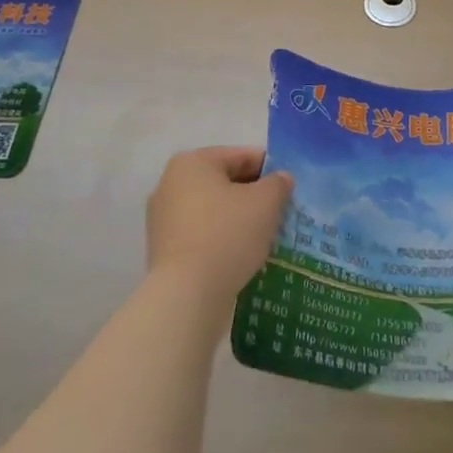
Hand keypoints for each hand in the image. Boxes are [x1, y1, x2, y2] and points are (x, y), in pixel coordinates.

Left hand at [146, 146, 292, 297]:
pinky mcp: (163, 250)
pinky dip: (221, 239)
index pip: (241, 156)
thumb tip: (281, 179)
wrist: (186, 296)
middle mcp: (171, 183)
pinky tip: (241, 255)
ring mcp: (163, 218)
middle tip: (280, 212)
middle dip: (253, 195)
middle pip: (225, 182)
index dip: (270, 169)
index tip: (289, 188)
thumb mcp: (265, 203)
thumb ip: (278, 183)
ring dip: (238, 219)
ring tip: (265, 236)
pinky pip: (201, 234)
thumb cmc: (227, 235)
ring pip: (213, 210)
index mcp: (193, 162)